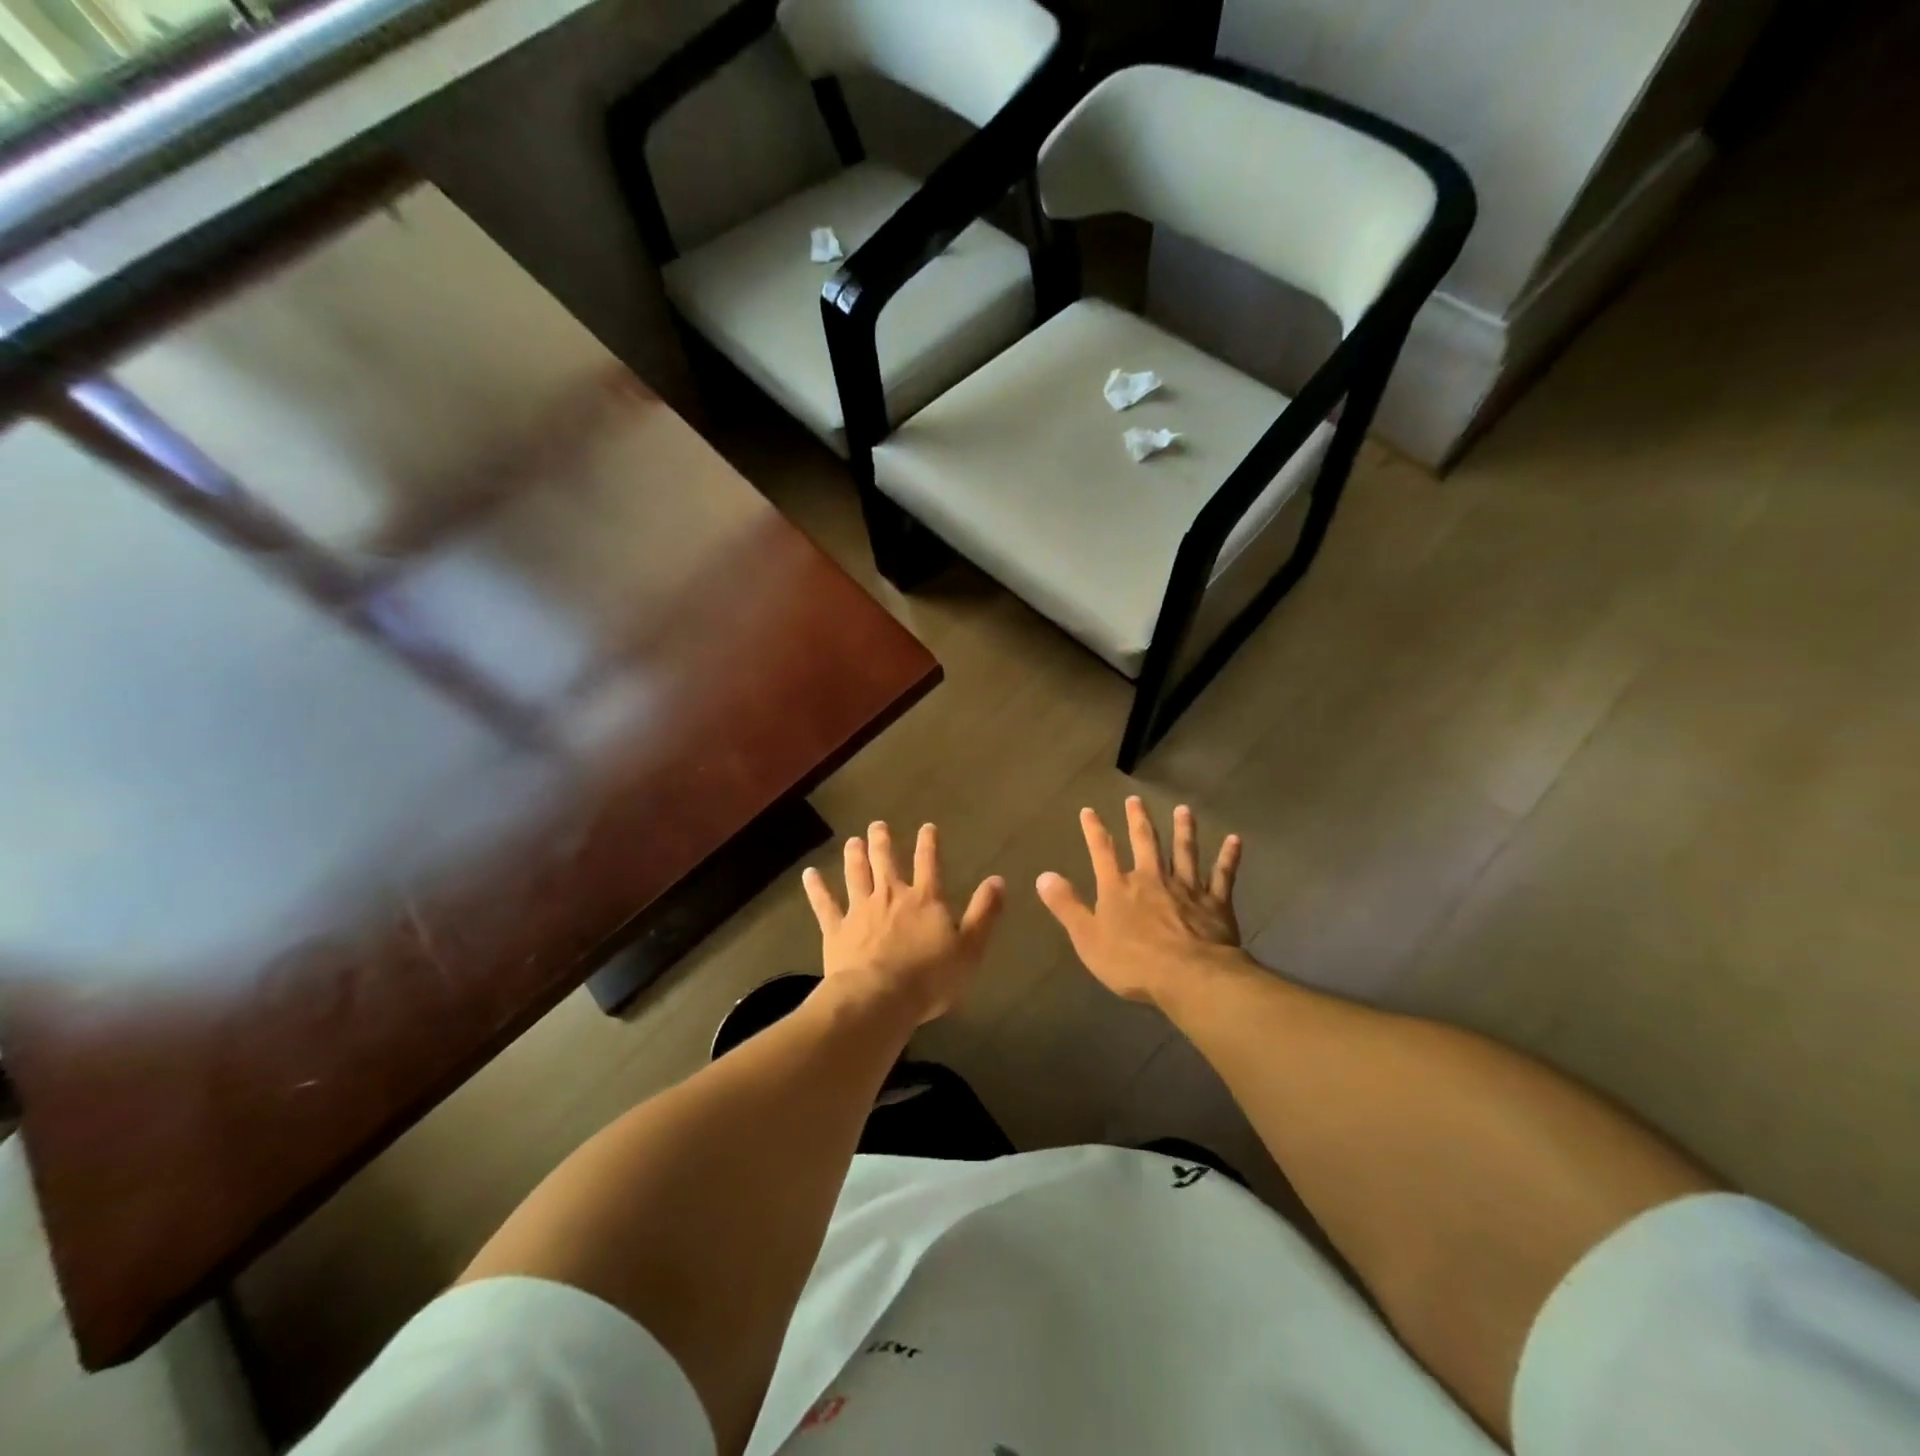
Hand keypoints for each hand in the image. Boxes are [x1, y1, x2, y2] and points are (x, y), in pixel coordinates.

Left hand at [802, 821, 1004, 1024]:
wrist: (879, 998)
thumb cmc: (930, 978)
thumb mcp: (970, 948)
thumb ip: (984, 913)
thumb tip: (997, 880)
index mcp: (925, 900)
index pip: (929, 863)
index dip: (929, 844)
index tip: (927, 827)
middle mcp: (891, 896)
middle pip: (886, 862)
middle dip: (883, 842)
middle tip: (877, 825)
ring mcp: (860, 911)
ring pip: (856, 875)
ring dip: (854, 856)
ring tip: (852, 841)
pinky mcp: (836, 930)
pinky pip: (824, 904)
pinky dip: (817, 888)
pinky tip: (810, 874)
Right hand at [1036, 797, 1245, 1007]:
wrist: (1189, 976)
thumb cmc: (1132, 962)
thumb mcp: (1087, 938)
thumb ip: (1067, 906)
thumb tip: (1043, 875)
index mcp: (1119, 888)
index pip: (1102, 852)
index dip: (1094, 831)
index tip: (1089, 810)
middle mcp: (1152, 879)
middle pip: (1145, 843)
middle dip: (1138, 820)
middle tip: (1135, 798)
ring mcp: (1186, 888)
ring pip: (1184, 851)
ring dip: (1183, 830)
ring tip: (1184, 810)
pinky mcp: (1215, 903)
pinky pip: (1223, 875)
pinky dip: (1228, 857)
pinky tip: (1235, 840)